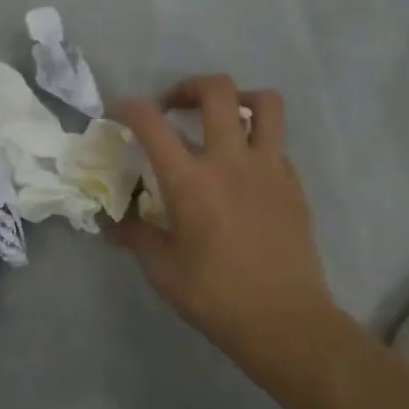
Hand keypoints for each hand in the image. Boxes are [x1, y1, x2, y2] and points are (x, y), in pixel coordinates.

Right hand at [113, 77, 337, 386]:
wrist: (285, 321)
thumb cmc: (216, 297)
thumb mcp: (162, 271)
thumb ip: (137, 237)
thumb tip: (115, 226)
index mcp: (190, 182)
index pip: (151, 123)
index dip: (129, 107)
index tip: (119, 112)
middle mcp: (230, 161)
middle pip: (217, 91)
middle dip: (188, 87)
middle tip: (174, 109)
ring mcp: (269, 168)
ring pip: (265, 103)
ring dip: (238, 99)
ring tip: (221, 118)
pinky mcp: (293, 183)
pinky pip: (277, 142)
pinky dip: (257, 141)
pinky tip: (244, 169)